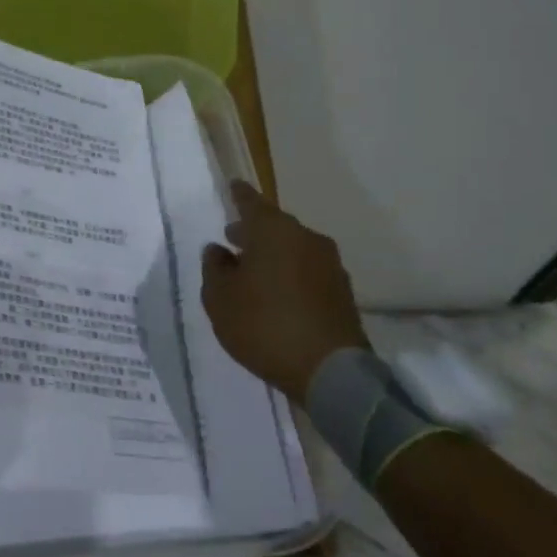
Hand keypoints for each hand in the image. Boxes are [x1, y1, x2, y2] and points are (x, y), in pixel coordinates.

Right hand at [201, 181, 368, 402]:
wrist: (329, 371)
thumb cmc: (264, 325)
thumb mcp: (220, 299)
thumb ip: (215, 269)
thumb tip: (218, 250)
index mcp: (274, 231)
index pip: (251, 203)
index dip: (238, 195)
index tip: (232, 185)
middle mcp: (305, 238)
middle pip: (275, 226)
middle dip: (253, 230)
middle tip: (233, 238)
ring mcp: (329, 264)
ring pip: (293, 248)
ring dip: (272, 254)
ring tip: (252, 271)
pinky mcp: (341, 290)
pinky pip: (307, 270)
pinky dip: (289, 273)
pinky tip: (276, 293)